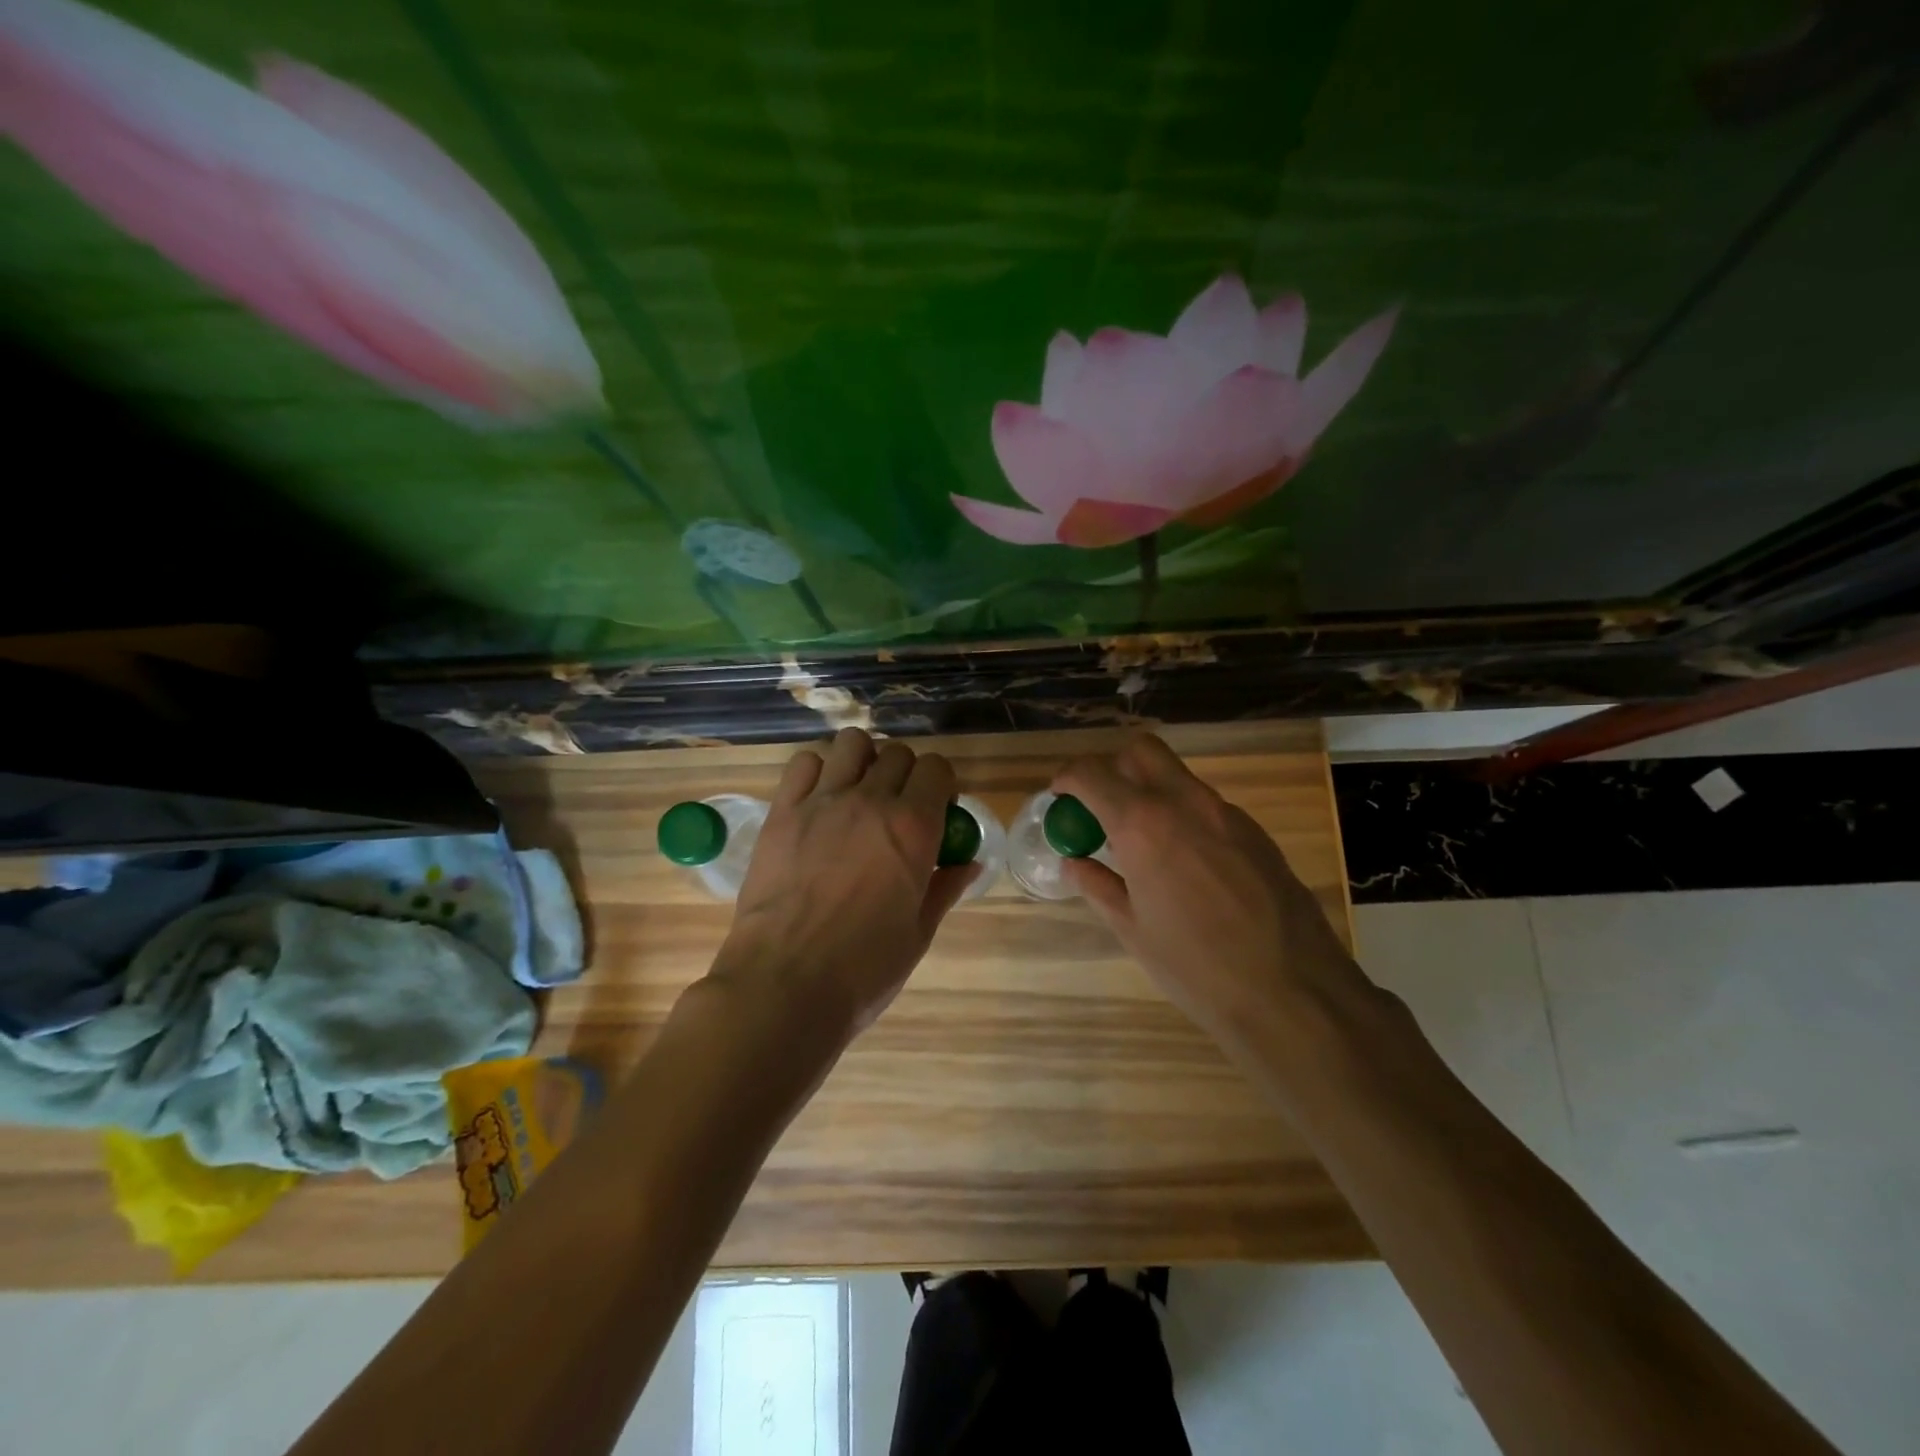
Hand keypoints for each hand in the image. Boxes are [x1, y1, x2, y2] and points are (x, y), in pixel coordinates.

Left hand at [713, 728, 975, 1041]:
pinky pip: (804, 764)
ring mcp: (822, 802)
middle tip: (898, 808)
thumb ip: (944, 887)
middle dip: (906, 774)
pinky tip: (819, 800)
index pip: (937, 769)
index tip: (937, 809)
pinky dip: (818, 772)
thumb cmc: (864, 969)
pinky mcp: (782, 812)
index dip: (941, 785)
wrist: (786, 985)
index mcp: (914, 827)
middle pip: (897, 754)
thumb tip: (967, 862)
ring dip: (863, 761)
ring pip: (852, 744)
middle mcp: (871, 801)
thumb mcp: (918, 933)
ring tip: (858, 793)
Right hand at [1055, 734, 1365, 1062]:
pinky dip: (1185, 817)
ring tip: (1145, 843)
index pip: (1092, 774)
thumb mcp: (1133, 929)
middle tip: (1103, 806)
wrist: (1292, 991)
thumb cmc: (1195, 966)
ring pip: (1178, 777)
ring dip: (1152, 792)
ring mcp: (1226, 814)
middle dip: (1114, 767)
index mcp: (1143, 825)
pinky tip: (1189, 865)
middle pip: (1142, 751)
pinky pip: (1208, 806)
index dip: (1067, 778)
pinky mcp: (1256, 832)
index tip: (1060, 795)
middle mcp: (1185, 803)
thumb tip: (1074, 862)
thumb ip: (1098, 885)